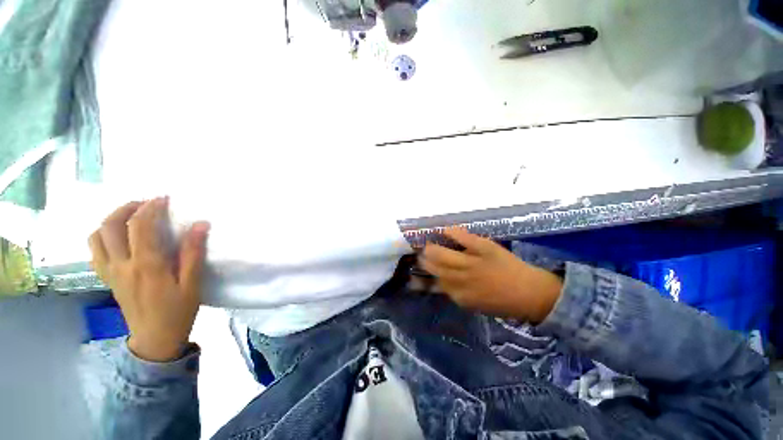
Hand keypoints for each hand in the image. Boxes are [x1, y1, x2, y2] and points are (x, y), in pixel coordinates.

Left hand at [88, 198, 209, 361]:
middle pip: (111, 225)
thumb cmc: (178, 311)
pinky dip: (102, 236)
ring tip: (130, 216)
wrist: (155, 339)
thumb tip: (200, 225)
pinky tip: (117, 237)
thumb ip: (193, 253)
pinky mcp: (107, 279)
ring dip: (110, 219)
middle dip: (127, 207)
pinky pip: (95, 251)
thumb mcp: (192, 283)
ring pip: (97, 237)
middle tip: (146, 203)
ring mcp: (111, 272)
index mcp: (146, 265)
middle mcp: (122, 264)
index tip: (163, 198)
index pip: (140, 226)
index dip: (150, 207)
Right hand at [421, 229, 562, 323]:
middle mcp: (461, 279)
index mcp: (459, 294)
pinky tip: (443, 230)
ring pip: (442, 253)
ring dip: (431, 248)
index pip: (435, 282)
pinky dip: (451, 233)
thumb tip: (439, 284)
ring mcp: (472, 262)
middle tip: (422, 253)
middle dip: (424, 259)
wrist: (531, 293)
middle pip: (435, 266)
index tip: (420, 267)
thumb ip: (455, 294)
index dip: (425, 274)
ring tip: (428, 244)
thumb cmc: (502, 302)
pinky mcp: (483, 248)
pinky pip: (462, 238)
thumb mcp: (474, 305)